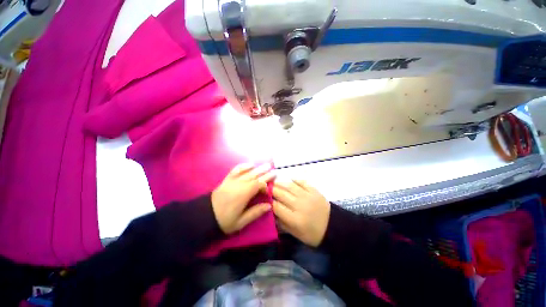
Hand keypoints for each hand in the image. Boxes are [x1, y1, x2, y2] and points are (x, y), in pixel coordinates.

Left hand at [212, 163, 274, 234]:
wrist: (205, 216)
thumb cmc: (224, 220)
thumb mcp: (241, 222)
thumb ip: (255, 212)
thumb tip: (269, 205)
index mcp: (244, 194)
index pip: (259, 184)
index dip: (266, 185)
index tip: (269, 190)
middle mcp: (240, 184)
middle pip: (255, 176)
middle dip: (265, 173)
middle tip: (274, 170)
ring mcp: (233, 180)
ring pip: (248, 172)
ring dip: (258, 168)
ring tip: (267, 165)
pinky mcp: (228, 179)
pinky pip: (237, 169)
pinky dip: (244, 166)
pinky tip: (250, 165)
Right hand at [271, 180, 329, 246]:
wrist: (333, 227)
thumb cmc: (313, 234)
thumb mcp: (296, 234)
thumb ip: (282, 223)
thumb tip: (271, 212)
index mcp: (295, 219)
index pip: (277, 207)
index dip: (268, 201)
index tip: (263, 198)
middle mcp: (299, 205)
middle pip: (281, 194)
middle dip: (271, 190)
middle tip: (265, 187)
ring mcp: (307, 196)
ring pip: (289, 186)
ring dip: (280, 183)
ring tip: (274, 182)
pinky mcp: (314, 190)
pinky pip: (302, 182)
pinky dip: (295, 179)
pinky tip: (289, 179)